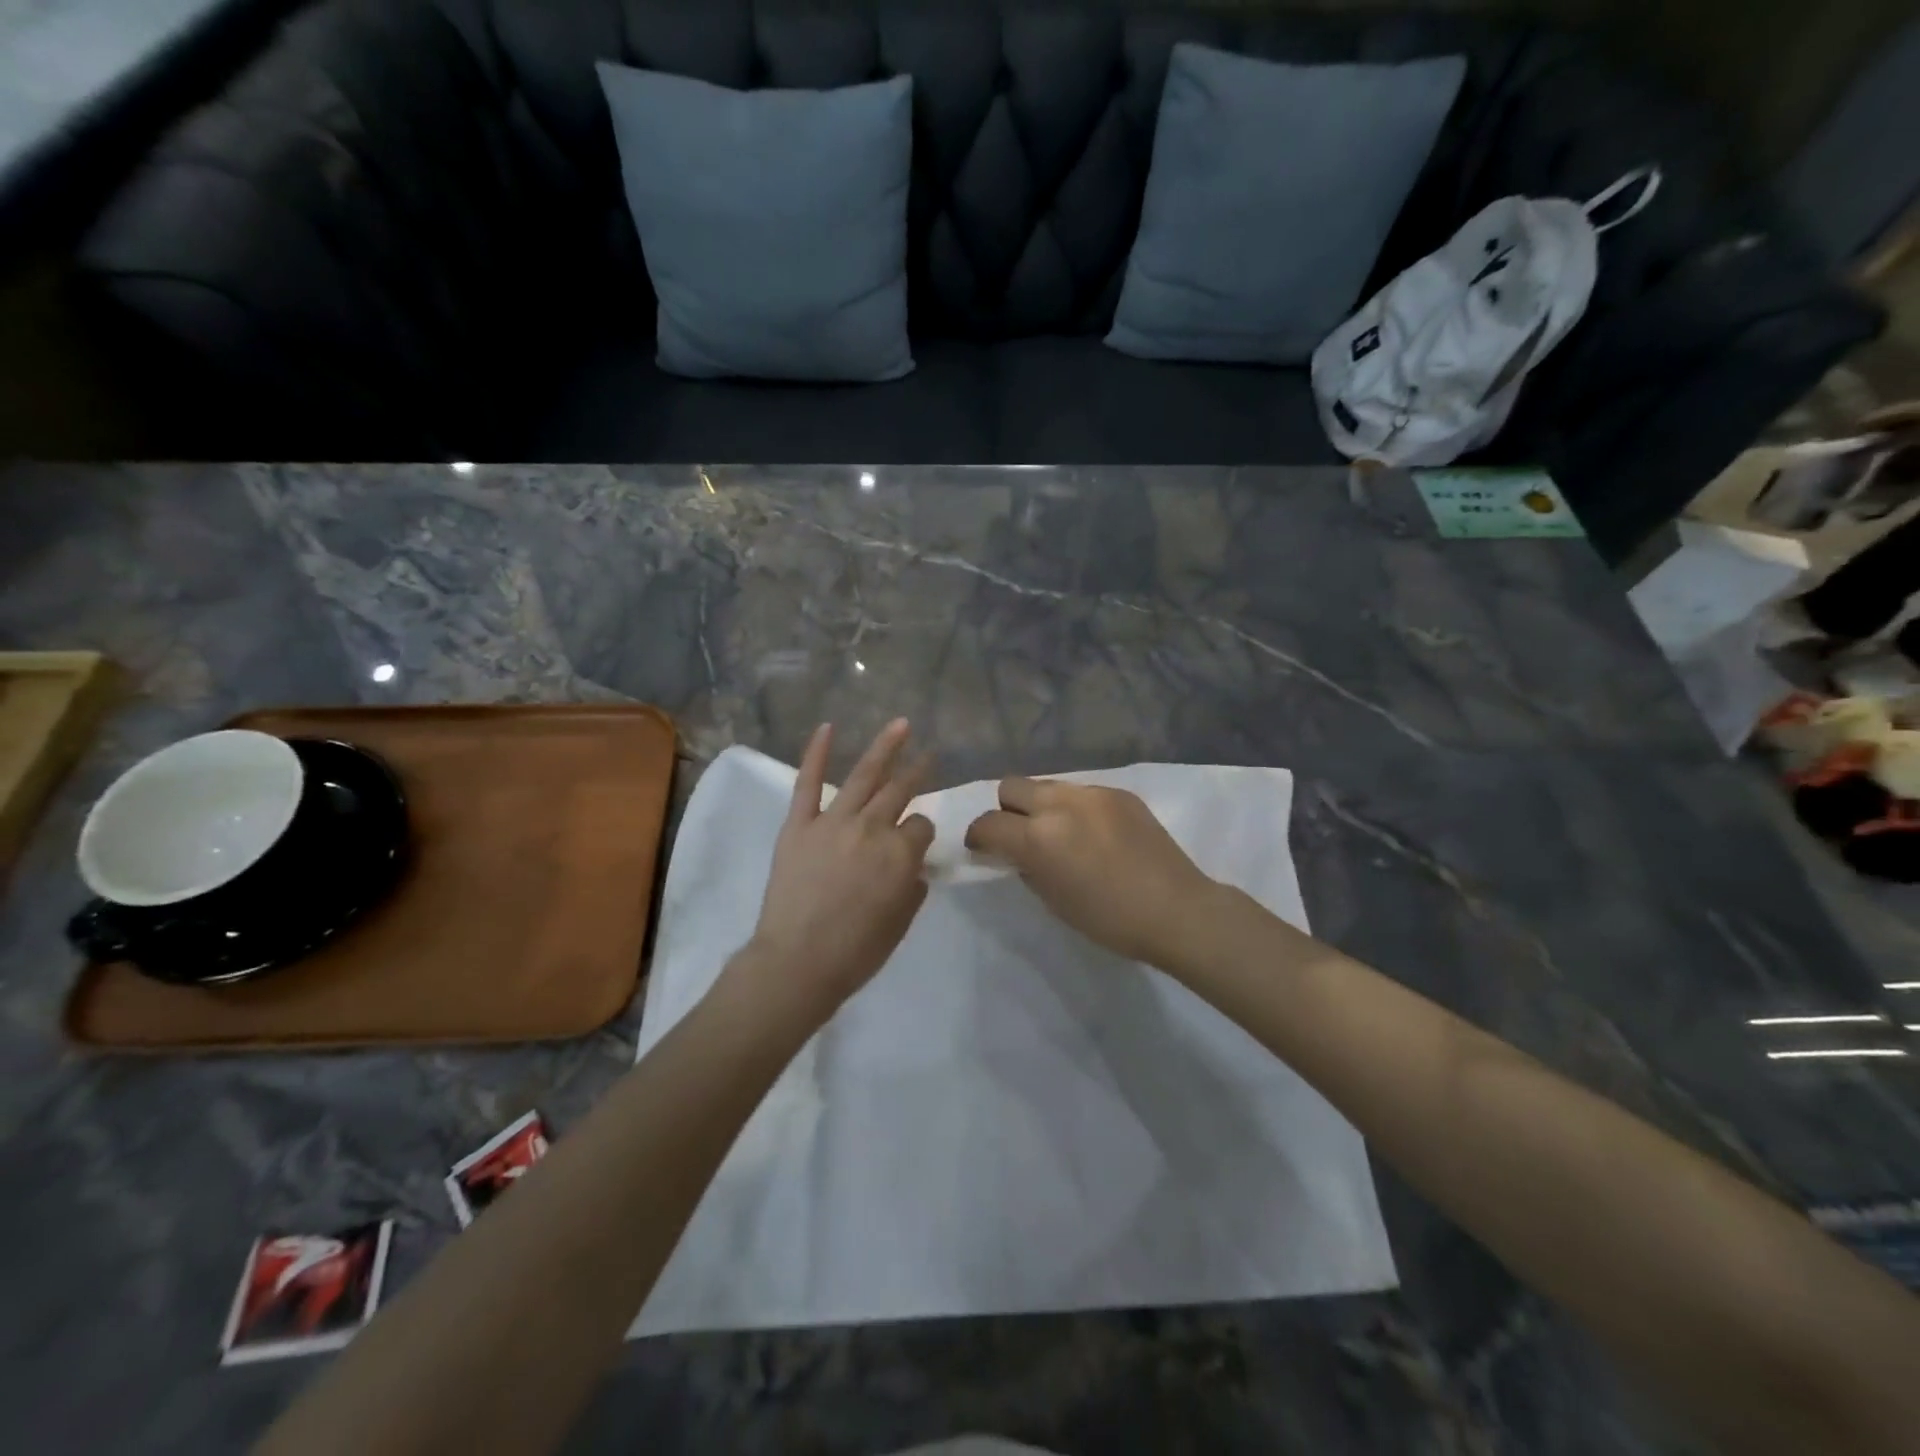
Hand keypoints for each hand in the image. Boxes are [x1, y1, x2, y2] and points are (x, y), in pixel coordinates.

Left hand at [736, 719, 933, 1023]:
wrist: (798, 962)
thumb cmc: (857, 951)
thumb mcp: (901, 922)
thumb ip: (911, 886)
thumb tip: (910, 867)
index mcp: (901, 853)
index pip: (921, 826)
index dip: (921, 834)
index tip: (916, 843)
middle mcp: (872, 828)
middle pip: (900, 791)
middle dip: (918, 771)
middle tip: (929, 754)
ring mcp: (833, 822)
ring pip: (864, 775)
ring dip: (885, 747)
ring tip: (901, 724)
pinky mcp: (799, 824)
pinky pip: (808, 782)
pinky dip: (816, 753)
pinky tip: (827, 727)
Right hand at [964, 777, 1217, 967]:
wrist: (1176, 909)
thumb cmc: (1109, 920)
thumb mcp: (1054, 901)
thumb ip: (1026, 868)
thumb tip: (1017, 853)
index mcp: (1038, 837)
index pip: (988, 823)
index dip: (978, 837)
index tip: (983, 849)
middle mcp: (1060, 804)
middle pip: (1011, 787)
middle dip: (1007, 811)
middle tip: (1021, 837)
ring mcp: (1092, 793)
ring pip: (1047, 786)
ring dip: (1042, 807)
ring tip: (1061, 834)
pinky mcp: (1119, 792)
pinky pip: (1081, 793)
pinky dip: (1076, 809)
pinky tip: (1095, 835)